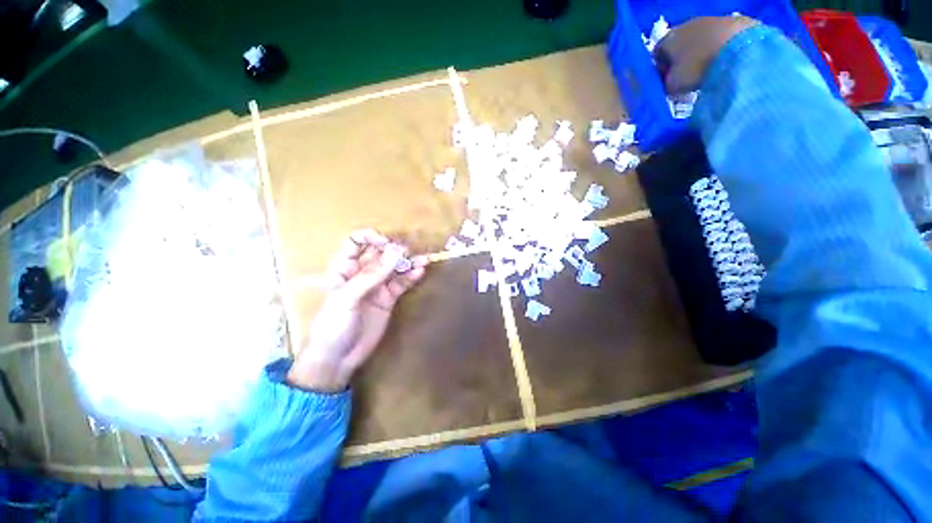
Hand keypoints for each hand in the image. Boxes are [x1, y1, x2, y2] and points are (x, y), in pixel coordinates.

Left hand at [287, 230, 426, 391]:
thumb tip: (396, 252)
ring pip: (394, 268)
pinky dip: (411, 277)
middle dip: (394, 250)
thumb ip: (371, 276)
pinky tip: (420, 272)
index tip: (387, 243)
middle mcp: (362, 274)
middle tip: (408, 253)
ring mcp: (377, 286)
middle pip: (380, 254)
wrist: (338, 358)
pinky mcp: (389, 299)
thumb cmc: (334, 325)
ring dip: (408, 263)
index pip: (356, 243)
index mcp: (344, 268)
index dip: (371, 238)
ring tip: (423, 260)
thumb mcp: (347, 298)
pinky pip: (401, 284)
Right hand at [654, 16, 757, 93]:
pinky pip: (721, 37)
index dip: (660, 68)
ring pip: (700, 38)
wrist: (739, 49)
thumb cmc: (696, 69)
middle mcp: (687, 24)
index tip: (666, 81)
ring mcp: (712, 19)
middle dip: (681, 59)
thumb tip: (670, 81)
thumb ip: (666, 83)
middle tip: (687, 77)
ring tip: (708, 69)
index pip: (656, 54)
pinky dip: (720, 48)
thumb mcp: (672, 85)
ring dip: (702, 52)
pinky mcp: (734, 21)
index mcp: (668, 39)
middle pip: (679, 43)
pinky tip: (725, 61)